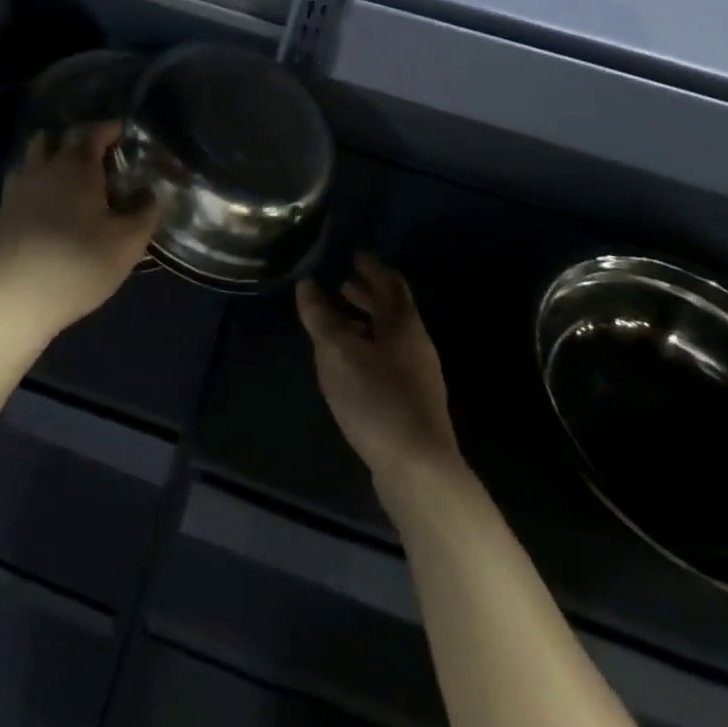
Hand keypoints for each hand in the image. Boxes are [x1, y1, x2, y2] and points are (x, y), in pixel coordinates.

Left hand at [0, 122, 159, 339]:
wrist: (17, 300)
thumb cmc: (79, 264)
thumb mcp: (128, 242)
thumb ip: (145, 212)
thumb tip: (150, 193)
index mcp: (77, 167)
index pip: (93, 133)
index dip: (109, 129)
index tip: (122, 132)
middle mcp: (44, 168)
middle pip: (59, 138)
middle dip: (80, 139)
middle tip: (99, 153)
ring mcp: (17, 190)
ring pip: (33, 157)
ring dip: (51, 156)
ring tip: (68, 174)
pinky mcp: (1, 214)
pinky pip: (21, 185)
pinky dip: (36, 184)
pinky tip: (45, 206)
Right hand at [299, 254, 460, 486]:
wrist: (418, 470)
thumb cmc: (376, 400)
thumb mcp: (338, 353)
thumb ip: (321, 317)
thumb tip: (307, 284)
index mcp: (404, 325)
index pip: (391, 284)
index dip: (373, 268)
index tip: (355, 255)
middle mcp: (417, 345)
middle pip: (393, 311)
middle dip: (367, 296)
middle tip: (342, 284)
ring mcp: (419, 377)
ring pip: (390, 338)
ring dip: (366, 324)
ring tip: (339, 324)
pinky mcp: (414, 405)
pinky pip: (389, 362)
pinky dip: (369, 350)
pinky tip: (350, 366)